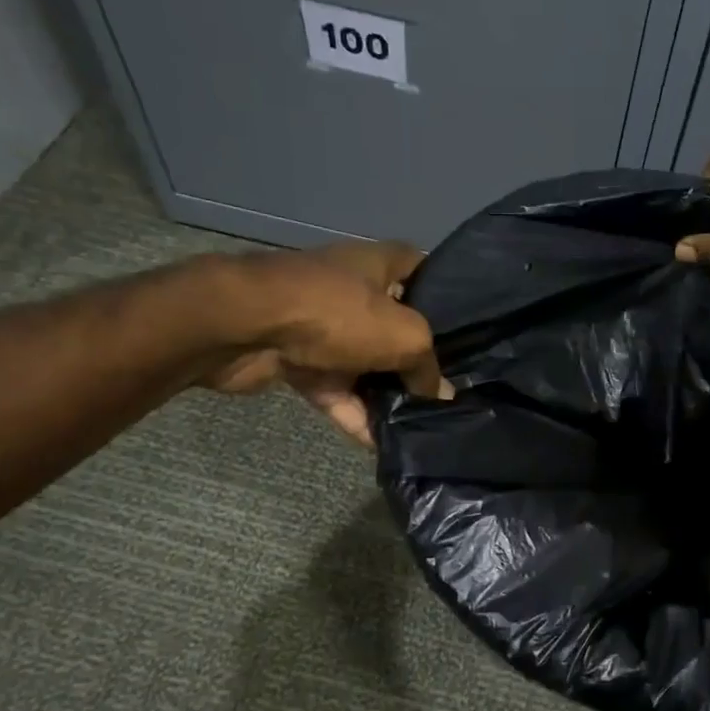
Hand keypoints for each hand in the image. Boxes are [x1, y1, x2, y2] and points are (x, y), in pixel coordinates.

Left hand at [199, 241, 450, 446]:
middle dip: (418, 360)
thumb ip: (428, 367)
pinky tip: (380, 445)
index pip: (423, 270)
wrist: (243, 326)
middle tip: (449, 393)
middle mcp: (353, 291)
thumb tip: (442, 396)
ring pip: (366, 364)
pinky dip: (355, 415)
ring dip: (386, 395)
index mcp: (380, 265)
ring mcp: (323, 327)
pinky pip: (336, 391)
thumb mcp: (405, 337)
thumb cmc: (336, 313)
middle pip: (396, 326)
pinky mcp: (298, 361)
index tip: (466, 330)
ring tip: (419, 427)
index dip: (445, 295)